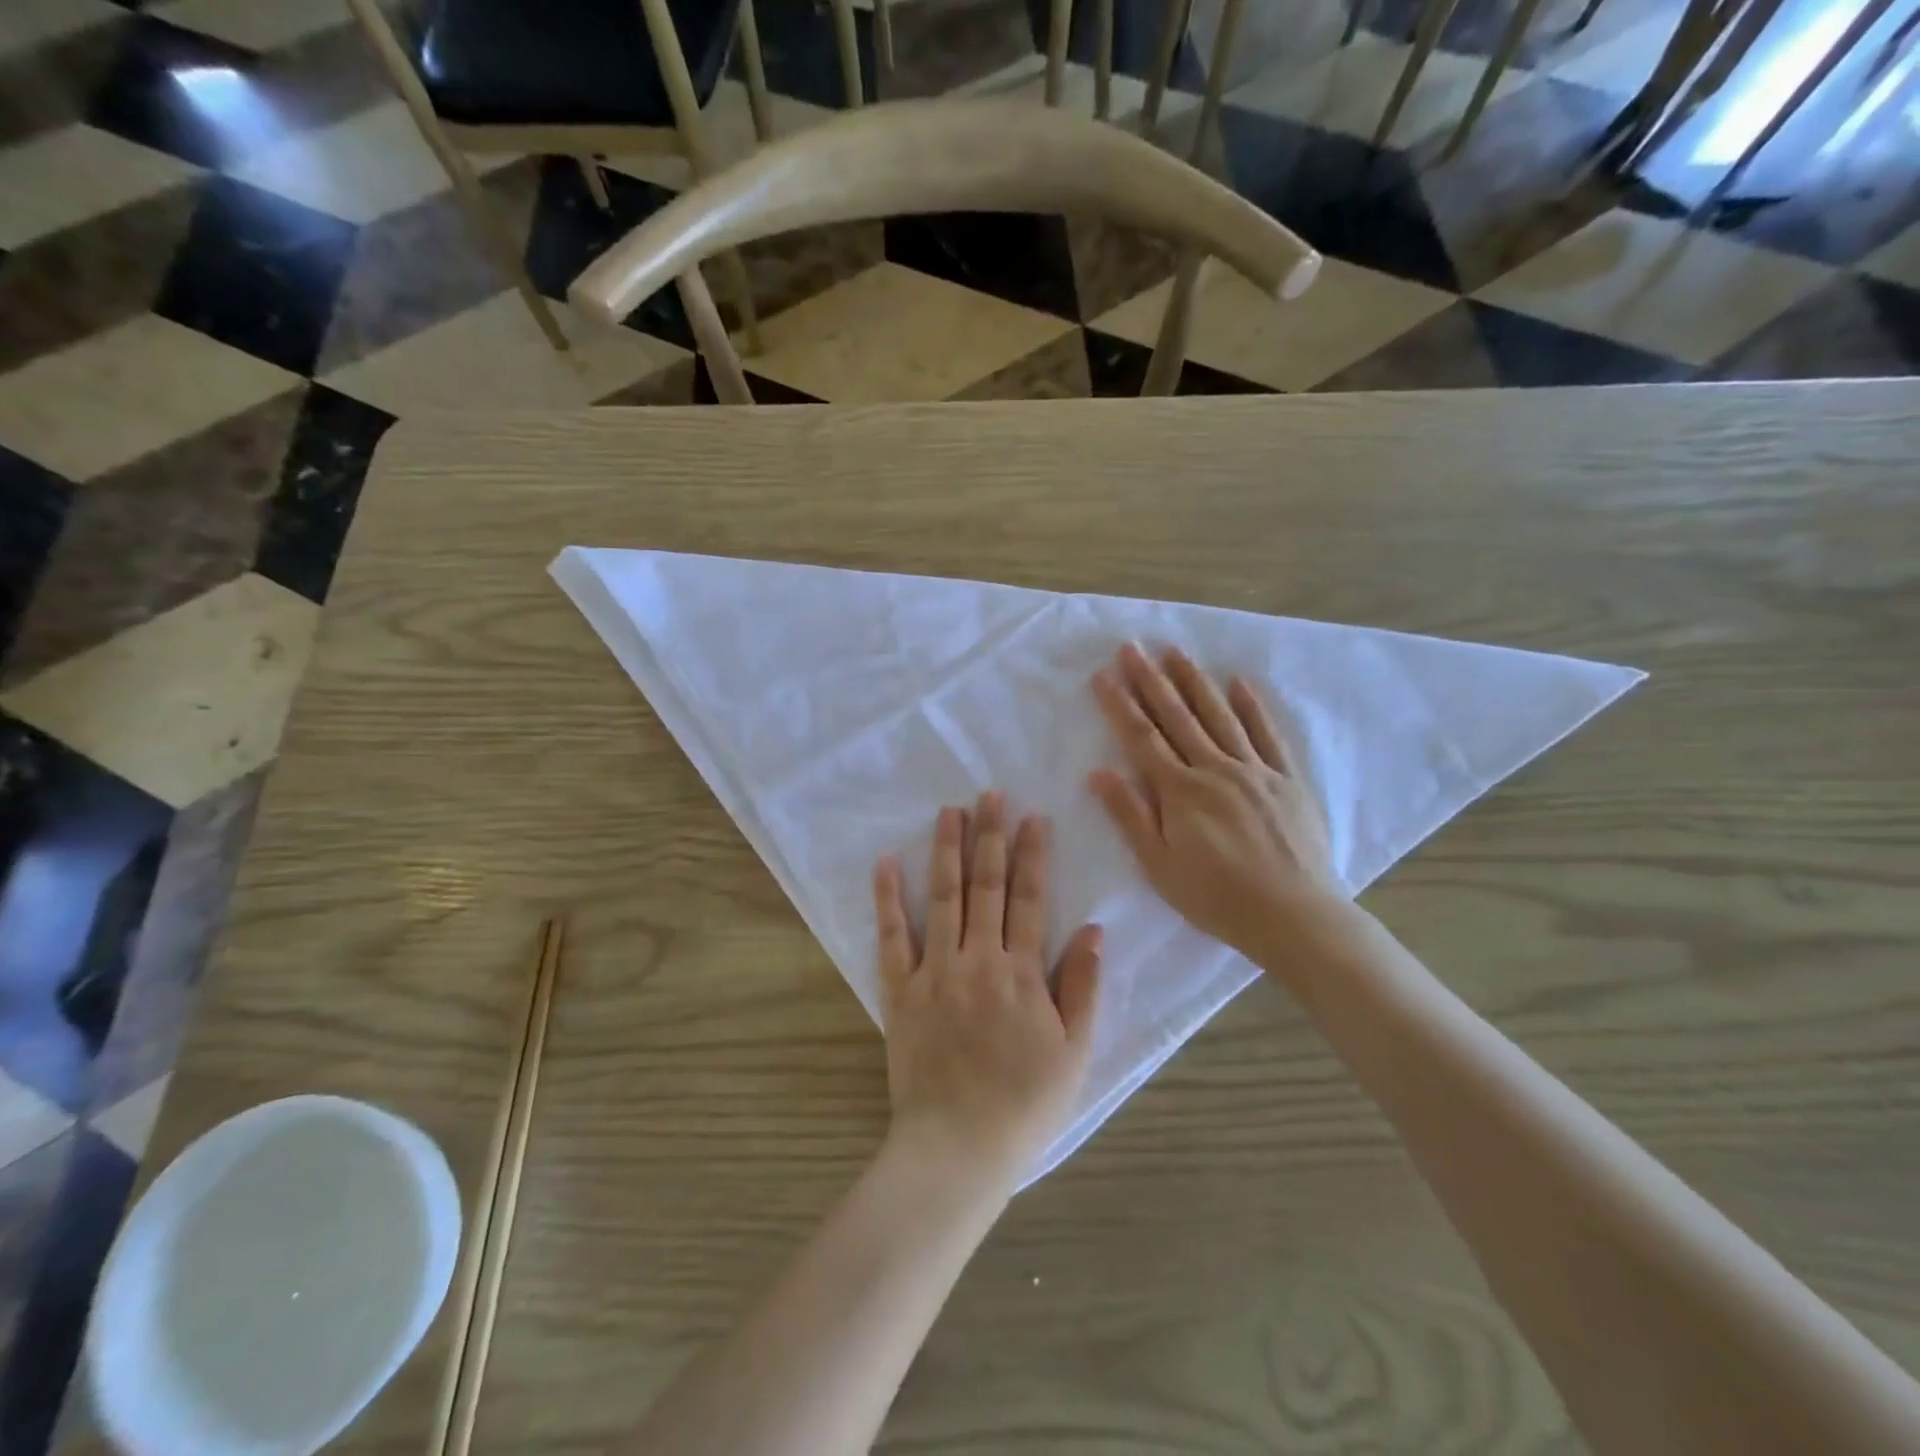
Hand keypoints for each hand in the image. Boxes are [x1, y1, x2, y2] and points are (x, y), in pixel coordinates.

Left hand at [873, 792, 1102, 1191]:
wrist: (958, 1147)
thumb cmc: (1025, 1104)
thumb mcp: (1075, 1052)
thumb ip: (1084, 988)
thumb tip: (1095, 930)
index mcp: (1023, 972)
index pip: (1031, 899)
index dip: (1033, 855)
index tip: (1032, 816)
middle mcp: (979, 959)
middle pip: (987, 885)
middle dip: (990, 836)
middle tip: (990, 794)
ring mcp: (935, 971)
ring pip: (943, 897)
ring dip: (946, 850)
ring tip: (949, 811)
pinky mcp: (900, 991)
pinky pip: (892, 937)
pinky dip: (888, 898)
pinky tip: (885, 863)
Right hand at [1089, 643, 1349, 969]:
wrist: (1295, 917)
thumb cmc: (1216, 898)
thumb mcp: (1160, 866)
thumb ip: (1130, 816)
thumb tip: (1099, 773)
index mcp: (1181, 791)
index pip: (1142, 738)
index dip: (1120, 705)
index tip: (1103, 675)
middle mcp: (1216, 769)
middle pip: (1178, 717)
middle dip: (1151, 680)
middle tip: (1133, 646)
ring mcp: (1255, 770)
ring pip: (1220, 716)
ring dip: (1195, 682)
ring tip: (1176, 651)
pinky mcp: (1287, 780)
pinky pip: (1268, 735)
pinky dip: (1253, 707)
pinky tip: (1240, 683)